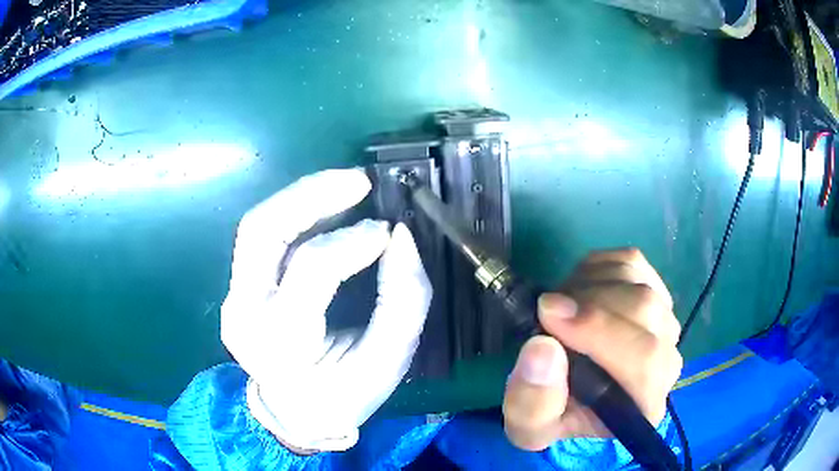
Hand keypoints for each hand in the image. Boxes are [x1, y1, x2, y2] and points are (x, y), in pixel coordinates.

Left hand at [221, 169, 431, 452]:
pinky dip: (295, 215)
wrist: (292, 413)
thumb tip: (401, 237)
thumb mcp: (388, 362)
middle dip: (311, 194)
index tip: (389, 232)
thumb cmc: (344, 396)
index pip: (311, 269)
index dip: (353, 241)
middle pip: (262, 231)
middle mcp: (245, 314)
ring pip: (257, 226)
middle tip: (360, 181)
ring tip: (346, 186)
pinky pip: (262, 239)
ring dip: (301, 197)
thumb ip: (403, 300)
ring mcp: (234, 298)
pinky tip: (326, 209)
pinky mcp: (237, 289)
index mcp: (282, 342)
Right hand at [503, 249, 682, 450]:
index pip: (645, 359)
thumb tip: (543, 346)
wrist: (574, 397)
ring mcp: (665, 321)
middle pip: (644, 309)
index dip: (600, 330)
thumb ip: (532, 400)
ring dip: (587, 286)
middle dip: (587, 304)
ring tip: (560, 309)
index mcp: (644, 404)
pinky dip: (596, 268)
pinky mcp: (656, 291)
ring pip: (636, 280)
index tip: (549, 315)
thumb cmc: (554, 415)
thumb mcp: (527, 425)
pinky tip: (578, 292)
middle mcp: (667, 361)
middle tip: (546, 313)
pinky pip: (630, 261)